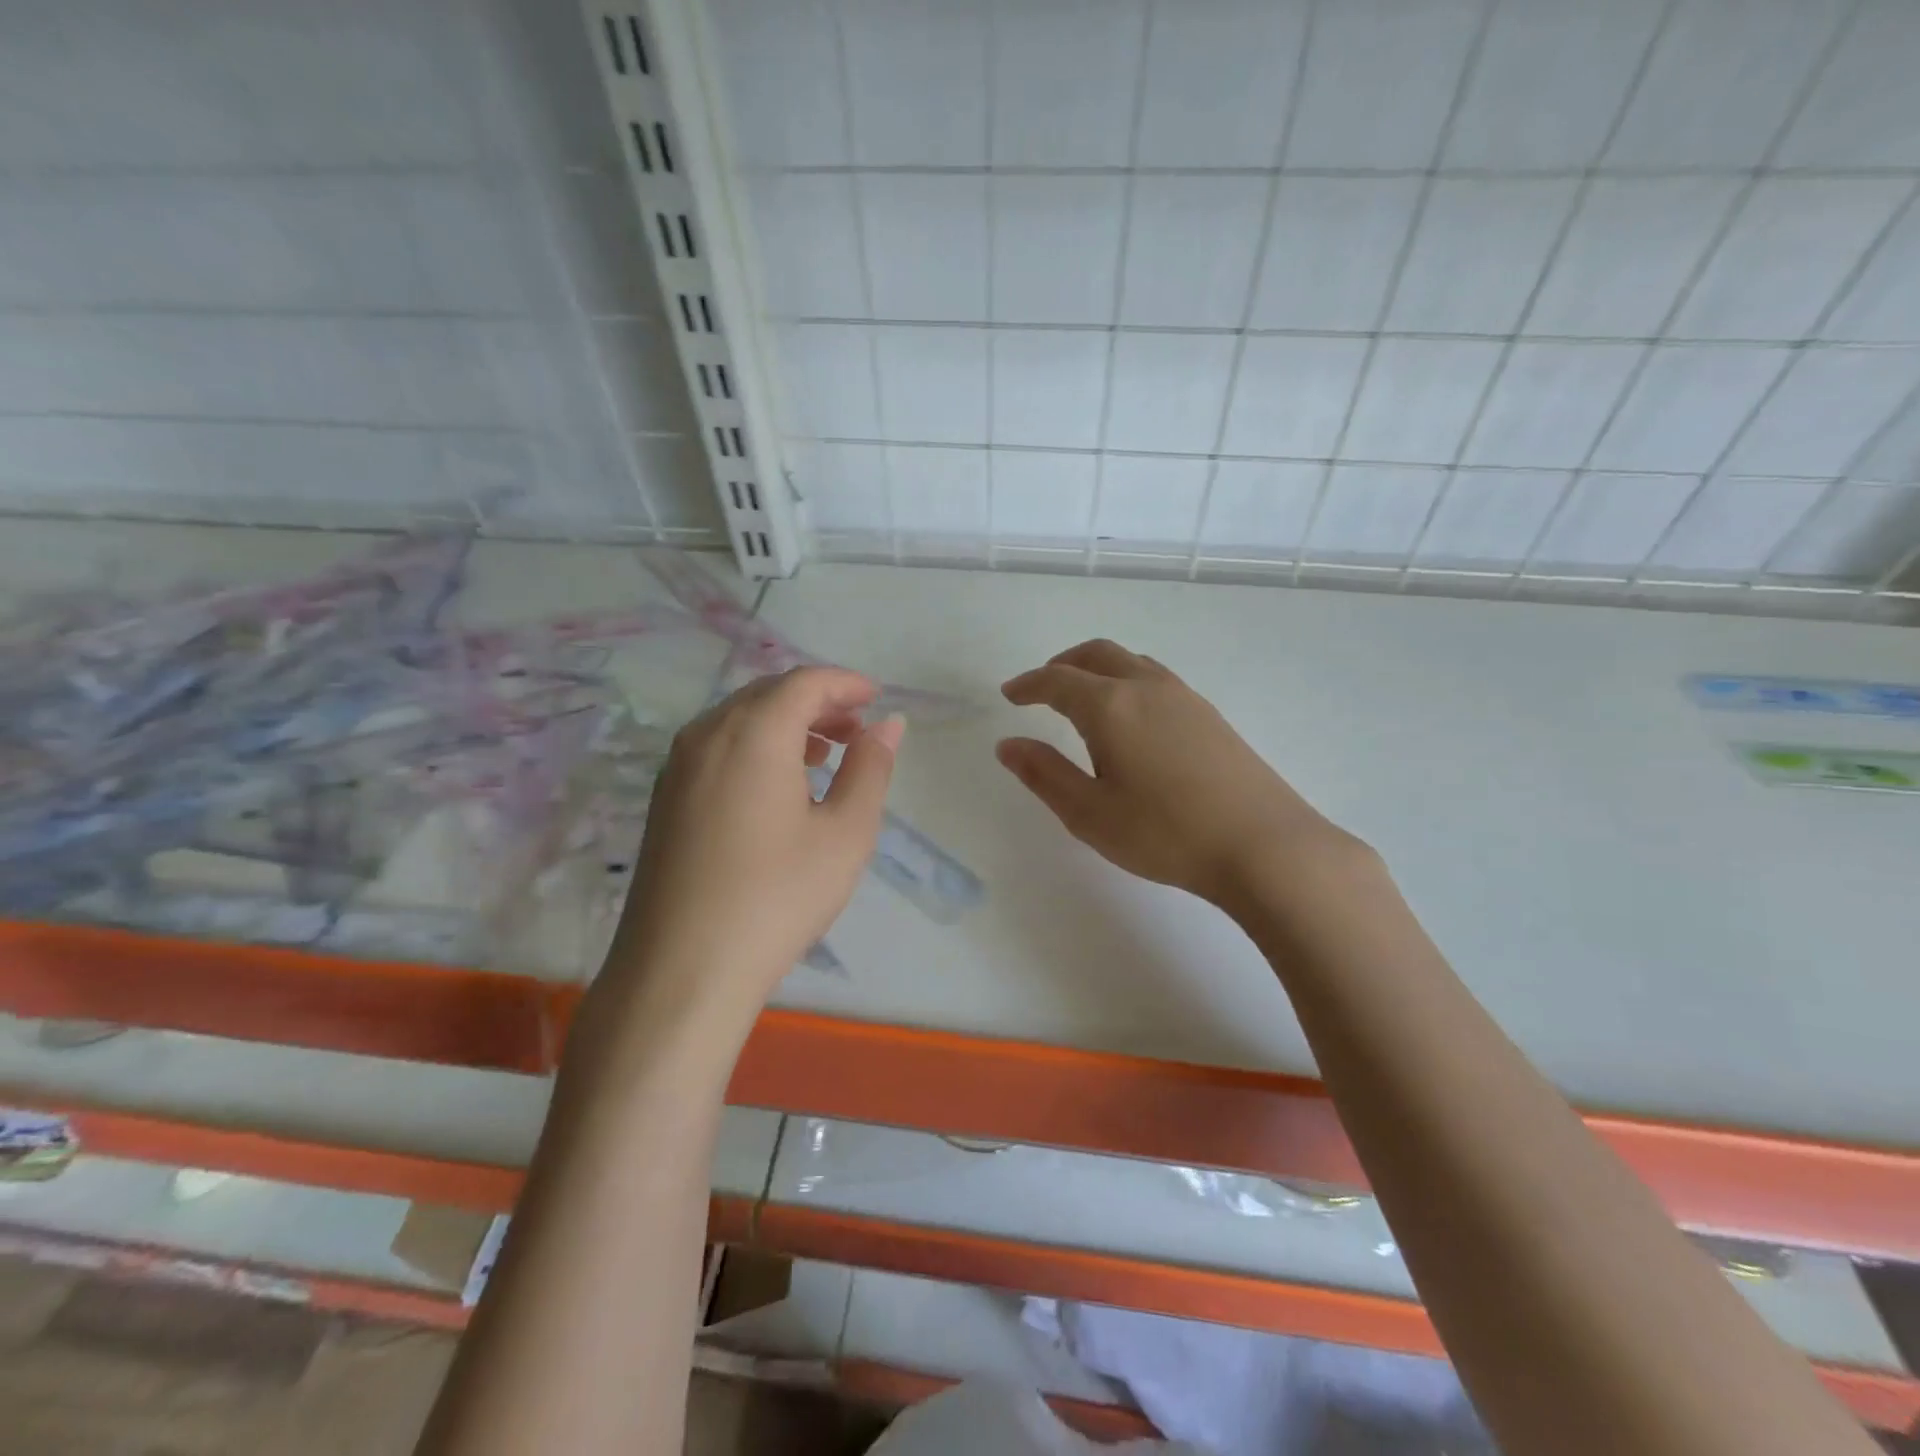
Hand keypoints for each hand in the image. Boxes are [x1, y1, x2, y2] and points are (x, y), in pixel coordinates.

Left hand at [611, 667, 902, 1007]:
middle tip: (857, 729)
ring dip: (786, 723)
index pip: (804, 682)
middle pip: (768, 693)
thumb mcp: (845, 833)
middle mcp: (707, 735)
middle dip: (817, 701)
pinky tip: (778, 786)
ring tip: (824, 754)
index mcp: (753, 733)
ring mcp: (677, 766)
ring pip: (739, 719)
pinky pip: (717, 747)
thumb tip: (887, 725)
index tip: (876, 699)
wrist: (681, 970)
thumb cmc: (777, 897)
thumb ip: (870, 768)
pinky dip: (756, 746)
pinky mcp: (665, 798)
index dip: (845, 683)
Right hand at [997, 639, 1365, 908]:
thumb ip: (1044, 774)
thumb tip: (1007, 744)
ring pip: (1130, 662)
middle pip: (1096, 654)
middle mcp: (1146, 688)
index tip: (1009, 694)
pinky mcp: (1210, 715)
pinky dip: (1127, 682)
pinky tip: (1131, 719)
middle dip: (1062, 665)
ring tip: (1083, 700)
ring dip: (1098, 670)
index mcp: (1110, 707)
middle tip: (1041, 688)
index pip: (1057, 681)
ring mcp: (1184, 697)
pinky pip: (1155, 679)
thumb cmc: (1165, 834)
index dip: (1028, 684)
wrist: (1263, 845)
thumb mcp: (1089, 813)